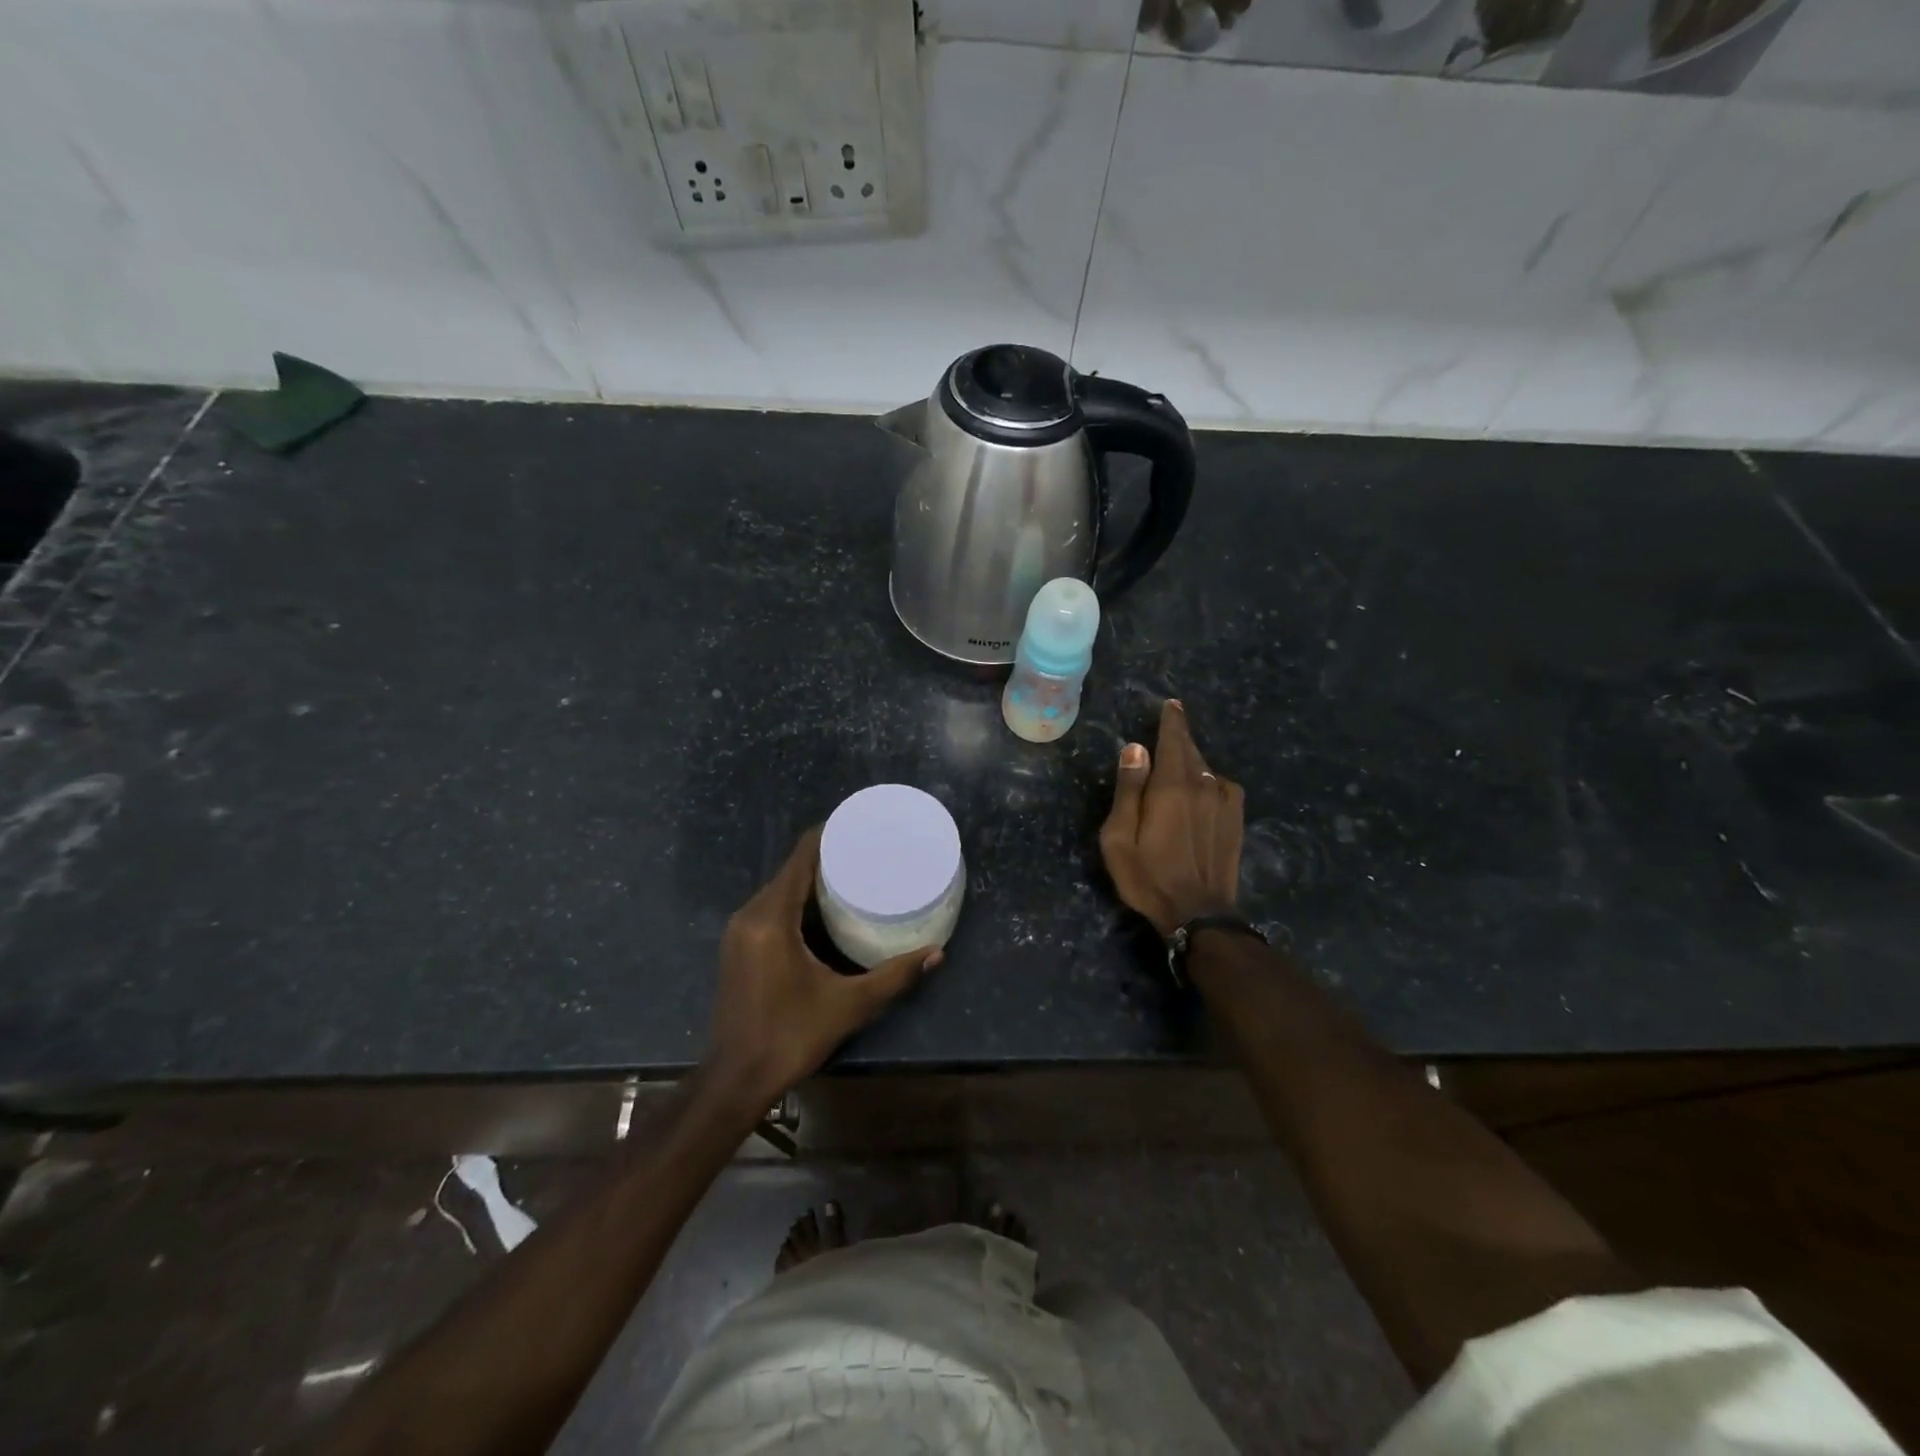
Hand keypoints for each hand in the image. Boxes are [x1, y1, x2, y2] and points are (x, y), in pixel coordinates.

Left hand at [703, 827, 941, 1113]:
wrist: (735, 1080)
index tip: (860, 825)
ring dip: (812, 879)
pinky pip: (771, 907)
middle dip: (827, 856)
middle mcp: (750, 915)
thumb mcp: (848, 1005)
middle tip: (868, 852)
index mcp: (771, 918)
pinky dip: (797, 899)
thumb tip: (937, 952)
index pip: (800, 857)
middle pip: (791, 869)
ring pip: (780, 888)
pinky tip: (824, 908)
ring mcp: (739, 931)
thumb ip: (894, 975)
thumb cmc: (790, 1037)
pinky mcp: (738, 946)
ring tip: (853, 874)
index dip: (828, 834)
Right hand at [1099, 699, 1243, 935]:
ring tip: (1180, 759)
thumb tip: (1136, 748)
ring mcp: (1224, 803)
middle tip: (1172, 721)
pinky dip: (1211, 779)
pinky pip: (1223, 786)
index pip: (1173, 740)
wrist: (1198, 914)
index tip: (1171, 704)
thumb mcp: (1120, 837)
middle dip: (1180, 734)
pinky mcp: (1236, 820)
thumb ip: (1128, 789)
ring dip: (1193, 758)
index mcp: (1171, 786)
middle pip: (1191, 750)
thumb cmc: (1148, 876)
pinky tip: (1204, 789)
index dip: (1171, 720)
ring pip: (1207, 767)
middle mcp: (1202, 786)